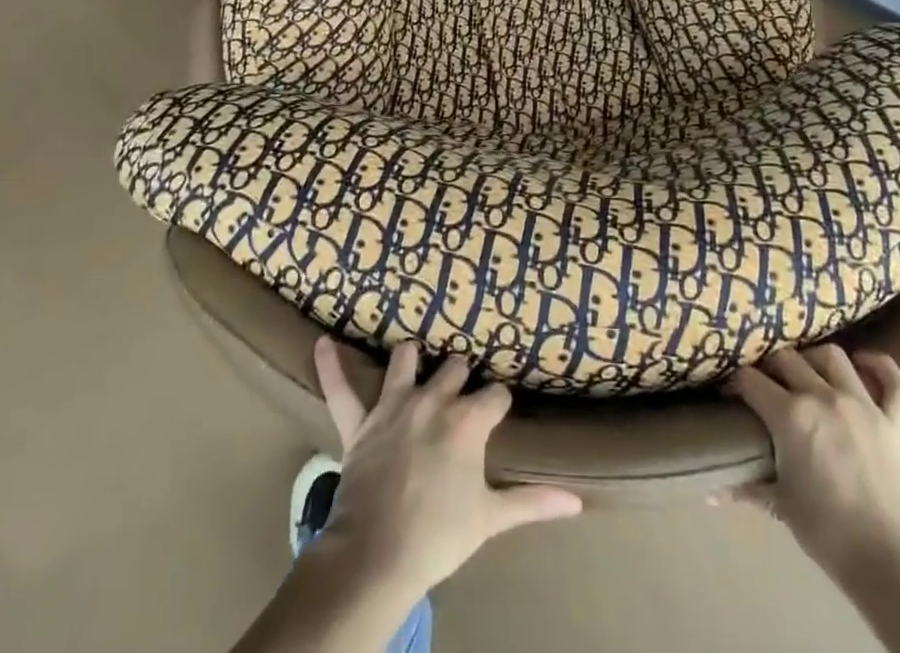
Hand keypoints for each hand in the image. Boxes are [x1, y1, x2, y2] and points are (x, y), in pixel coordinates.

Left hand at [311, 337, 583, 605]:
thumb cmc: (439, 536)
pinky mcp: (359, 421)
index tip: (499, 413)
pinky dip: (331, 366)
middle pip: (455, 368)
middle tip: (461, 398)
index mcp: (468, 420)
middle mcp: (433, 400)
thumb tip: (578, 502)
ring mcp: (394, 406)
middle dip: (461, 379)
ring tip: (415, 361)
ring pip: (405, 360)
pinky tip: (321, 343)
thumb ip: (533, 501)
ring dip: (411, 360)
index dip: (499, 405)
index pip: (496, 395)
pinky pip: (341, 388)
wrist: (376, 557)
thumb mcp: (491, 518)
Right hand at [730, 347, 899, 588]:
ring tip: (808, 372)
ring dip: (815, 359)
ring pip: (833, 356)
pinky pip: (894, 382)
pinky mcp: (895, 422)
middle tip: (767, 384)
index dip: (736, 384)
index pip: (750, 380)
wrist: (890, 564)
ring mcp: (862, 405)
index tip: (731, 395)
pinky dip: (880, 367)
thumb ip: (746, 487)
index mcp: (790, 415)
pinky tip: (864, 364)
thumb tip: (710, 492)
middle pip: (787, 358)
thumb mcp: (780, 506)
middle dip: (770, 367)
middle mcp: (823, 397)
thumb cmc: (827, 533)